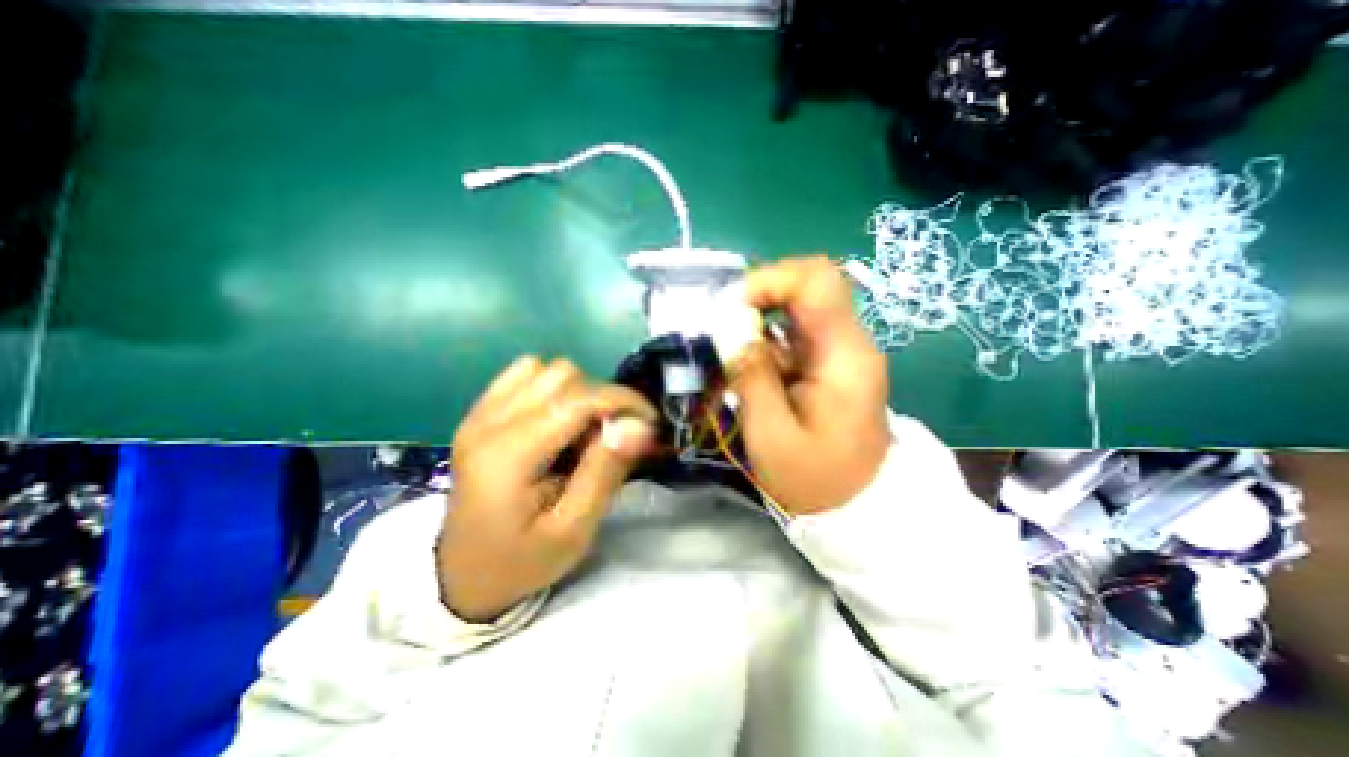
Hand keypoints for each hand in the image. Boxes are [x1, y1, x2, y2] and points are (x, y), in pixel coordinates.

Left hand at [441, 355, 657, 619]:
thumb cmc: (522, 561)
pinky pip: (522, 373)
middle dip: (600, 399)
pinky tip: (556, 418)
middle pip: (563, 376)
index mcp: (508, 456)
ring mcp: (479, 414)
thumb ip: (605, 473)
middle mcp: (488, 423)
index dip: (622, 401)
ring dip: (576, 391)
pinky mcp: (479, 413)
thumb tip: (638, 425)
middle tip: (609, 438)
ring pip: (545, 368)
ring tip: (581, 430)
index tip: (649, 421)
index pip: (577, 400)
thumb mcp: (573, 530)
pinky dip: (551, 386)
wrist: (464, 576)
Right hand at [732, 257, 891, 514]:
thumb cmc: (815, 479)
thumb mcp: (770, 433)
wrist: (858, 507)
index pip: (816, 281)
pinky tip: (750, 370)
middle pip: (807, 286)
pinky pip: (795, 334)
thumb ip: (750, 373)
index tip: (729, 308)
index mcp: (843, 355)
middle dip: (759, 298)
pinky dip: (766, 342)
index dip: (770, 280)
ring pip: (797, 309)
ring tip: (732, 355)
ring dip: (759, 322)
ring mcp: (841, 352)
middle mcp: (848, 343)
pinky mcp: (830, 364)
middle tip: (725, 328)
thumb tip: (729, 321)